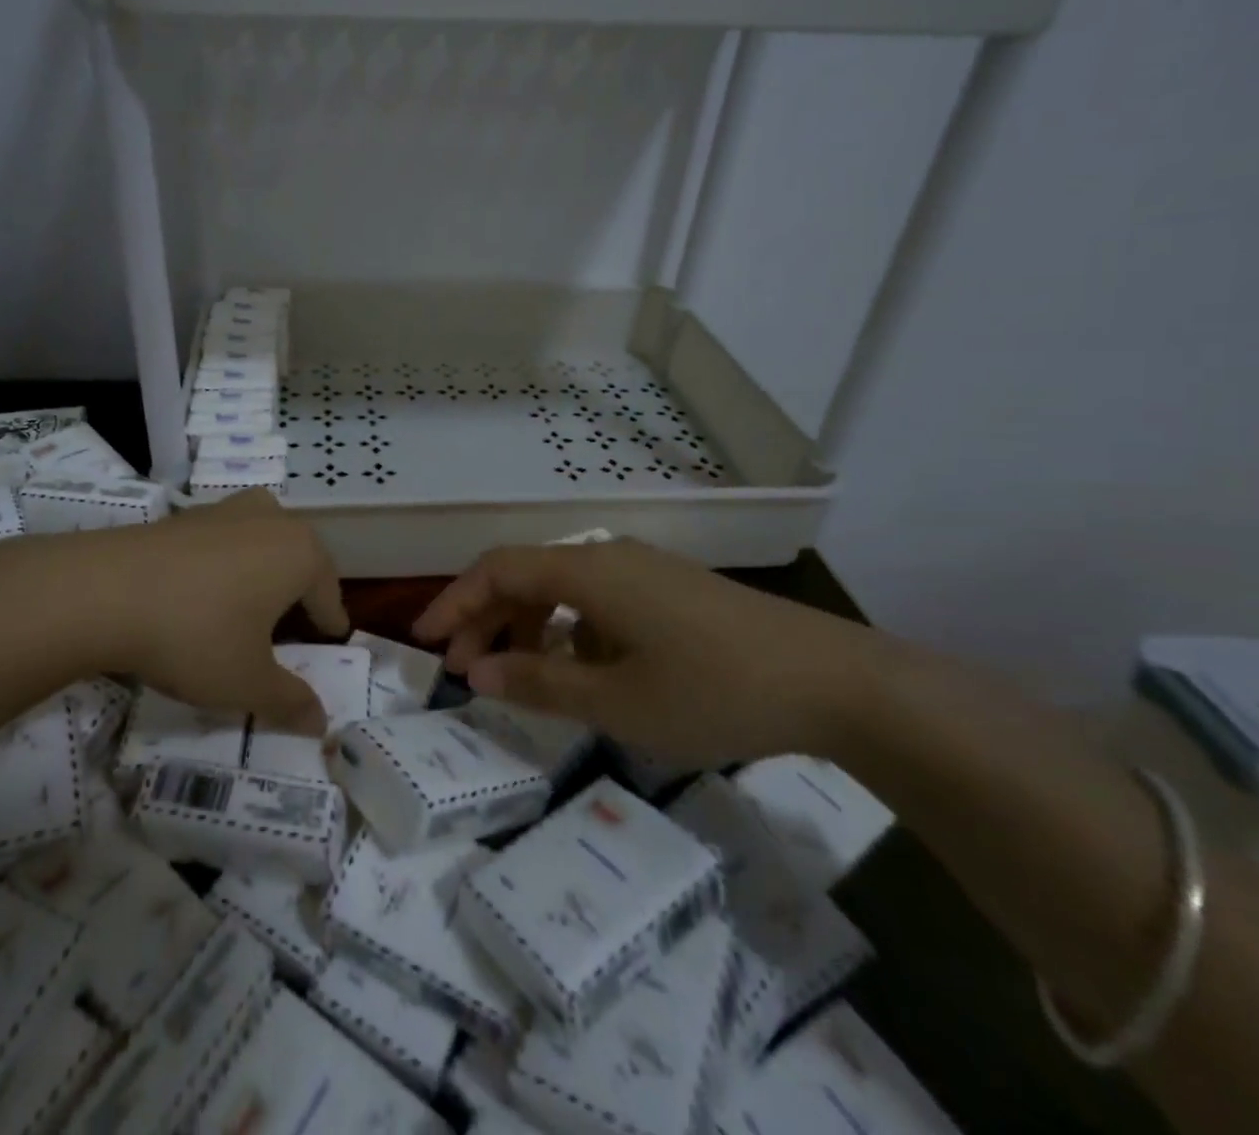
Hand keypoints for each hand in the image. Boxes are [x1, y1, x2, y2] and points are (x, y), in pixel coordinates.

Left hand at [0, 490, 347, 733]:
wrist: (102, 591)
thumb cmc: (195, 635)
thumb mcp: (247, 682)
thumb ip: (290, 701)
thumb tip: (321, 723)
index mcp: (301, 553)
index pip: (329, 593)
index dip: (329, 623)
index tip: (331, 640)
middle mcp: (272, 520)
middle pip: (299, 561)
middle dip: (299, 595)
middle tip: (291, 630)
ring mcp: (227, 510)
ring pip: (263, 544)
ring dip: (264, 573)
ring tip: (250, 607)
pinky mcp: (187, 514)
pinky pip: (225, 541)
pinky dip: (227, 565)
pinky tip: (204, 593)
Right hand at [412, 539, 880, 767]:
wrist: (835, 682)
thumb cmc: (714, 689)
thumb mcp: (617, 701)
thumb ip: (538, 684)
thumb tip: (475, 674)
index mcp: (587, 571)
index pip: (497, 570)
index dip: (454, 602)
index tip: (424, 642)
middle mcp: (609, 558)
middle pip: (526, 576)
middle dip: (485, 621)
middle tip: (463, 672)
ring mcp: (643, 573)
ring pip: (561, 590)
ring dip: (527, 629)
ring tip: (516, 680)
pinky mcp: (669, 593)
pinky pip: (597, 603)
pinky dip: (568, 633)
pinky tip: (579, 674)